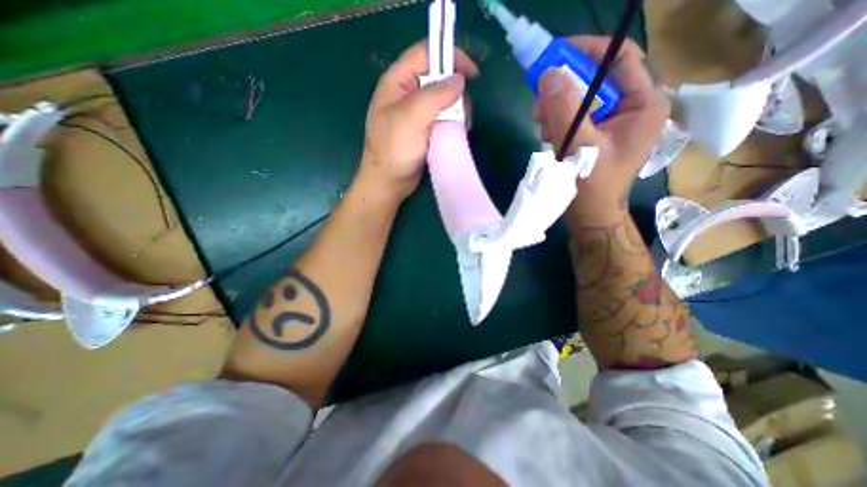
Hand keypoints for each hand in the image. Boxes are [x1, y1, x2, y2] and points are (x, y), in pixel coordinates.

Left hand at [358, 40, 480, 201]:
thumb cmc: (393, 150)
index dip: (450, 56)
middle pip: (438, 78)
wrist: (388, 183)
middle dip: (456, 91)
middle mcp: (407, 93)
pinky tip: (456, 133)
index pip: (425, 53)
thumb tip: (459, 80)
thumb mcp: (411, 118)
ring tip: (461, 127)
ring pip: (443, 100)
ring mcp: (416, 113)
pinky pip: (443, 118)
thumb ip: (435, 95)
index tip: (473, 74)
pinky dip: (453, 123)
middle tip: (463, 113)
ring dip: (456, 110)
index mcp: (397, 82)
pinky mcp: (423, 129)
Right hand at [536, 34, 668, 221]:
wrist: (589, 217)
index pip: (619, 59)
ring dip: (556, 109)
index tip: (555, 53)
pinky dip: (557, 122)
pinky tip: (548, 137)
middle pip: (595, 80)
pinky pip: (574, 117)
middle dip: (563, 88)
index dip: (587, 51)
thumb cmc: (592, 186)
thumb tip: (548, 75)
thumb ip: (564, 109)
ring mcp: (612, 122)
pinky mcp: (596, 134)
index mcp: (643, 104)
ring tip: (540, 125)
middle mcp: (631, 107)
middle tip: (538, 99)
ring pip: (580, 99)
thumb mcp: (579, 146)